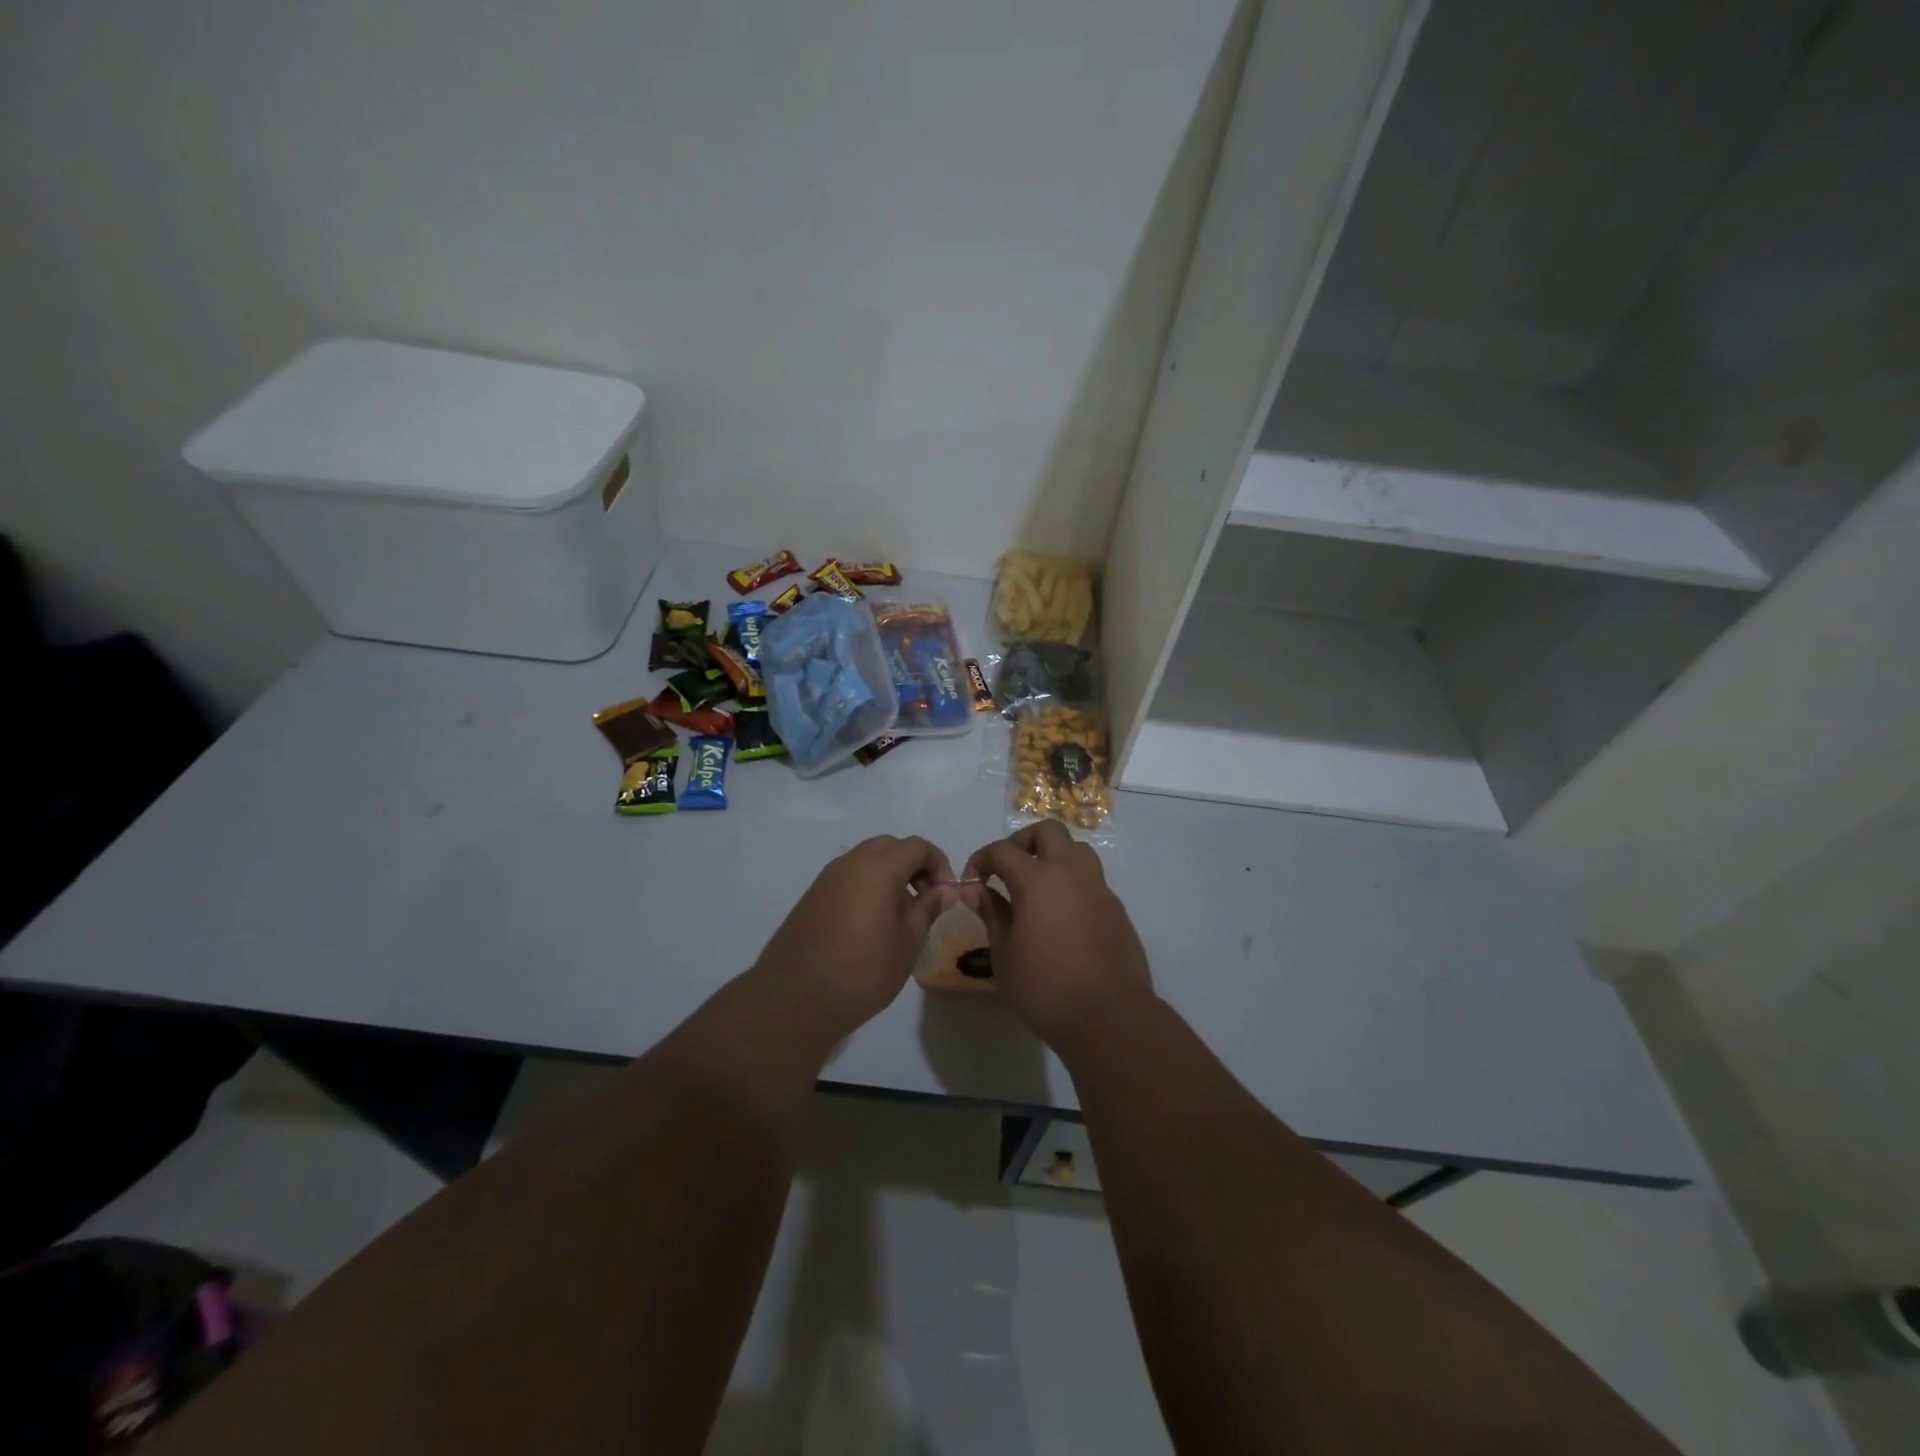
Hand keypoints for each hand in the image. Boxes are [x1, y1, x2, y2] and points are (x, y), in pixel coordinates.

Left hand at [751, 835, 956, 1039]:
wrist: (794, 999)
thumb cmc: (862, 971)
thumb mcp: (908, 942)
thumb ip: (928, 908)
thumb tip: (943, 890)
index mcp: (878, 868)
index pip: (917, 846)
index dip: (939, 864)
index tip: (947, 895)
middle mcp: (850, 863)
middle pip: (890, 847)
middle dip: (913, 865)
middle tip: (926, 899)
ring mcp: (826, 879)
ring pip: (866, 860)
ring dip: (890, 876)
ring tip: (900, 916)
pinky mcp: (812, 897)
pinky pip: (848, 878)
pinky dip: (867, 887)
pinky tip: (872, 924)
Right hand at [959, 822, 1153, 1053]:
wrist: (1110, 1017)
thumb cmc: (1045, 988)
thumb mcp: (1004, 954)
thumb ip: (991, 913)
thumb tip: (976, 890)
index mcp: (1038, 880)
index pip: (1003, 850)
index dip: (982, 859)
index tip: (972, 880)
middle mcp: (1071, 873)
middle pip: (1047, 832)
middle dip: (1022, 842)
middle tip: (1007, 869)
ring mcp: (1099, 889)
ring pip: (1076, 849)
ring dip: (1053, 856)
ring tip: (1037, 886)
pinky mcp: (1116, 909)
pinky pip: (1091, 880)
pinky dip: (1071, 883)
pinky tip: (1061, 915)